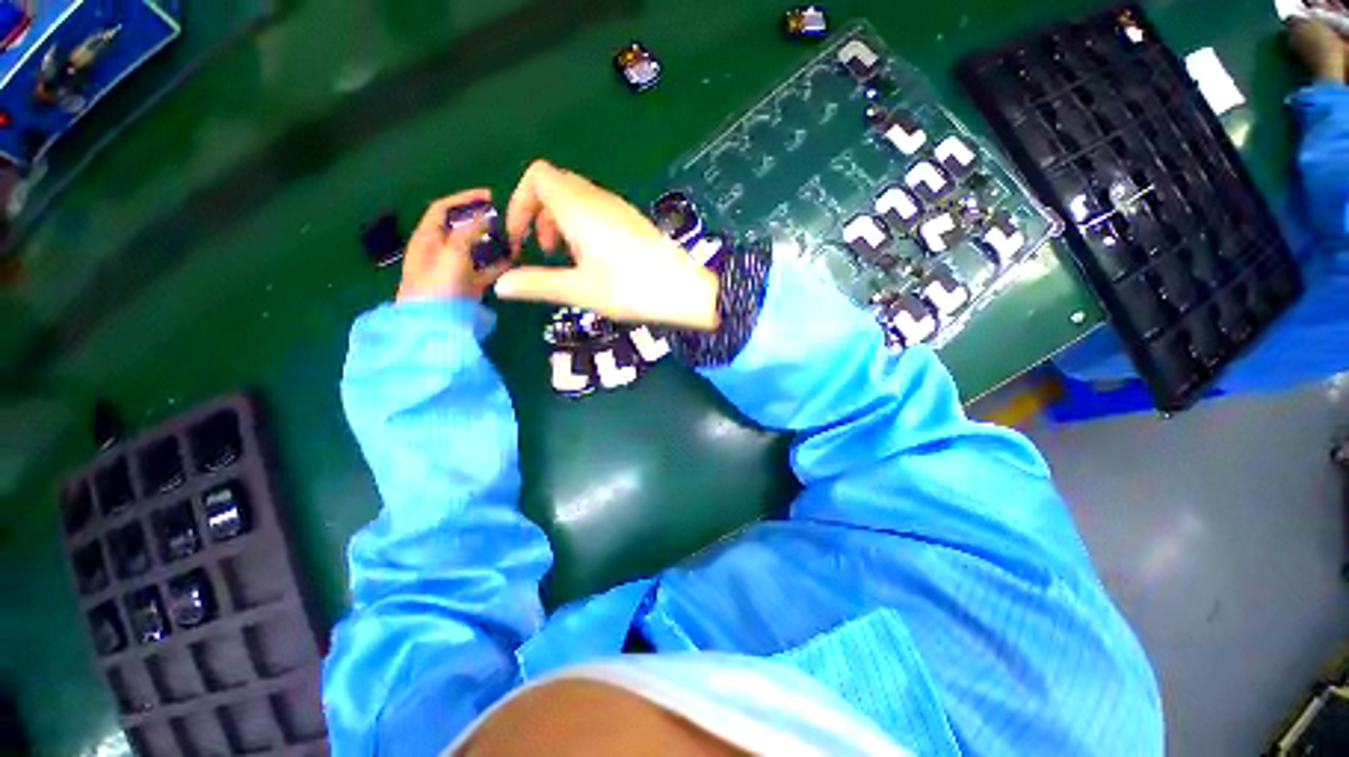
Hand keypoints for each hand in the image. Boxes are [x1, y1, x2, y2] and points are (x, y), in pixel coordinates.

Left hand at [396, 189, 511, 302]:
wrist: (433, 324)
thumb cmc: (437, 285)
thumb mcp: (452, 253)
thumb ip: (470, 232)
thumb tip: (486, 215)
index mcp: (427, 237)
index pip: (444, 209)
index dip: (465, 199)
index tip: (490, 196)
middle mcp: (440, 250)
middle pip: (463, 228)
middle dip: (484, 222)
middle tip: (507, 221)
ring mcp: (454, 269)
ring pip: (476, 250)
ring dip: (494, 244)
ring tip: (515, 241)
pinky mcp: (467, 286)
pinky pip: (485, 270)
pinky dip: (498, 265)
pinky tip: (513, 262)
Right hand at [495, 160, 719, 329]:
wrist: (684, 290)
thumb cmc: (631, 289)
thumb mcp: (579, 290)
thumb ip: (537, 284)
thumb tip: (501, 285)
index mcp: (579, 207)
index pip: (537, 176)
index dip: (520, 202)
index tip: (520, 238)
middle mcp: (597, 199)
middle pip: (555, 185)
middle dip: (539, 214)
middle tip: (543, 251)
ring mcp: (618, 208)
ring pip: (577, 199)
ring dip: (561, 223)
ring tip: (567, 259)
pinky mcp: (631, 221)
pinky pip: (596, 211)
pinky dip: (582, 227)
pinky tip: (593, 259)